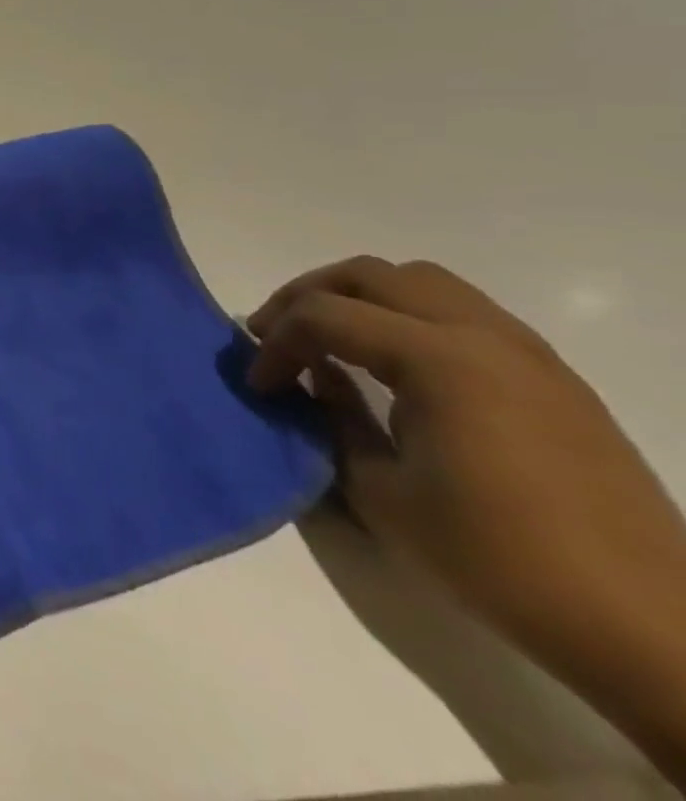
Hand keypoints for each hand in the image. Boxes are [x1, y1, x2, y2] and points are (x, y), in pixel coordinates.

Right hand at [248, 257, 685, 782]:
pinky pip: (462, 311)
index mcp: (439, 359)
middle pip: (368, 275)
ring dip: (360, 298)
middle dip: (307, 297)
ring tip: (333, 340)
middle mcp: (483, 335)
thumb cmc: (498, 560)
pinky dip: (409, 316)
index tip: (260, 386)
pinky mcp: (553, 378)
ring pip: (419, 281)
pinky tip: (399, 366)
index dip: (276, 343)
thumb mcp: (381, 492)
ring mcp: (527, 352)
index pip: (324, 315)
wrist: (650, 631)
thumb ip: (334, 417)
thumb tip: (315, 378)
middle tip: (276, 337)